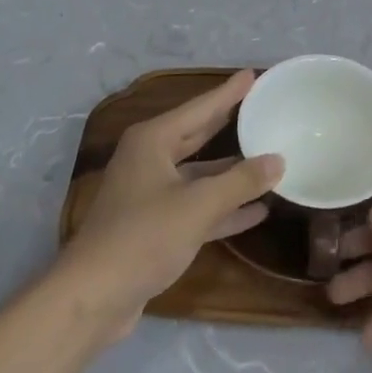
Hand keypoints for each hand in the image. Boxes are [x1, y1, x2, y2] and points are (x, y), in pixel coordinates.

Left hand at [56, 69, 281, 339]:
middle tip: (260, 106)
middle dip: (229, 123)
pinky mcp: (155, 227)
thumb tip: (278, 161)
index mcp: (153, 141)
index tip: (252, 74)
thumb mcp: (198, 205)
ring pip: (200, 174)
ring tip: (270, 159)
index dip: (229, 93)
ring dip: (232, 172)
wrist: (93, 298)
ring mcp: (151, 194)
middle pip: (198, 135)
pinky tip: (257, 210)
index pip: (200, 108)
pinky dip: (224, 207)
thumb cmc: (143, 237)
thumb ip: (241, 181)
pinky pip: (197, 206)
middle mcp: (150, 160)